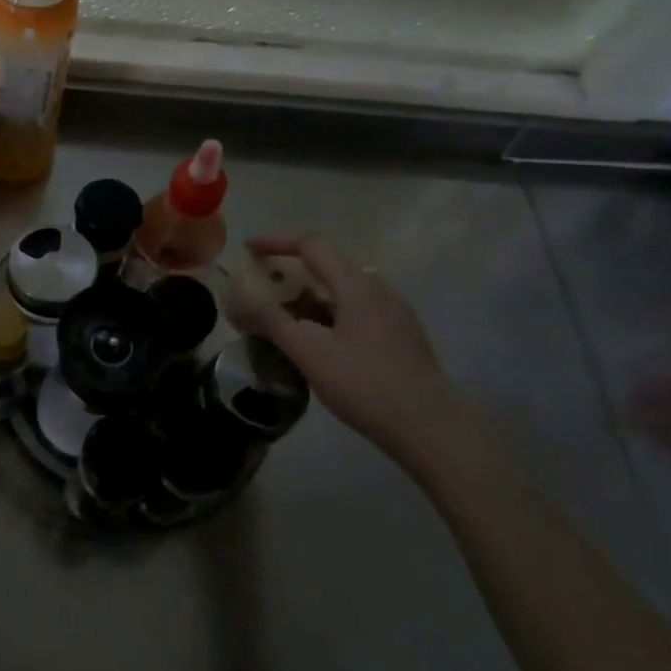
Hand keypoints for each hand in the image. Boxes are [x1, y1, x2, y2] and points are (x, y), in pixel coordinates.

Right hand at [242, 235, 486, 481]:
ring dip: (309, 296)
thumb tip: (239, 298)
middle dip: (290, 272)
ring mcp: (394, 313)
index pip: (312, 246)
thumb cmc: (366, 386)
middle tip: (261, 289)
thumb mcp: (310, 354)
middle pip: (328, 266)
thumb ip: (272, 321)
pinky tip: (317, 341)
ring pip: (343, 291)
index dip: (276, 242)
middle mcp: (379, 290)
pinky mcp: (401, 335)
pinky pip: (356, 310)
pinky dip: (328, 313)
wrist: (431, 428)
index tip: (248, 249)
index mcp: (357, 287)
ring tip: (283, 319)